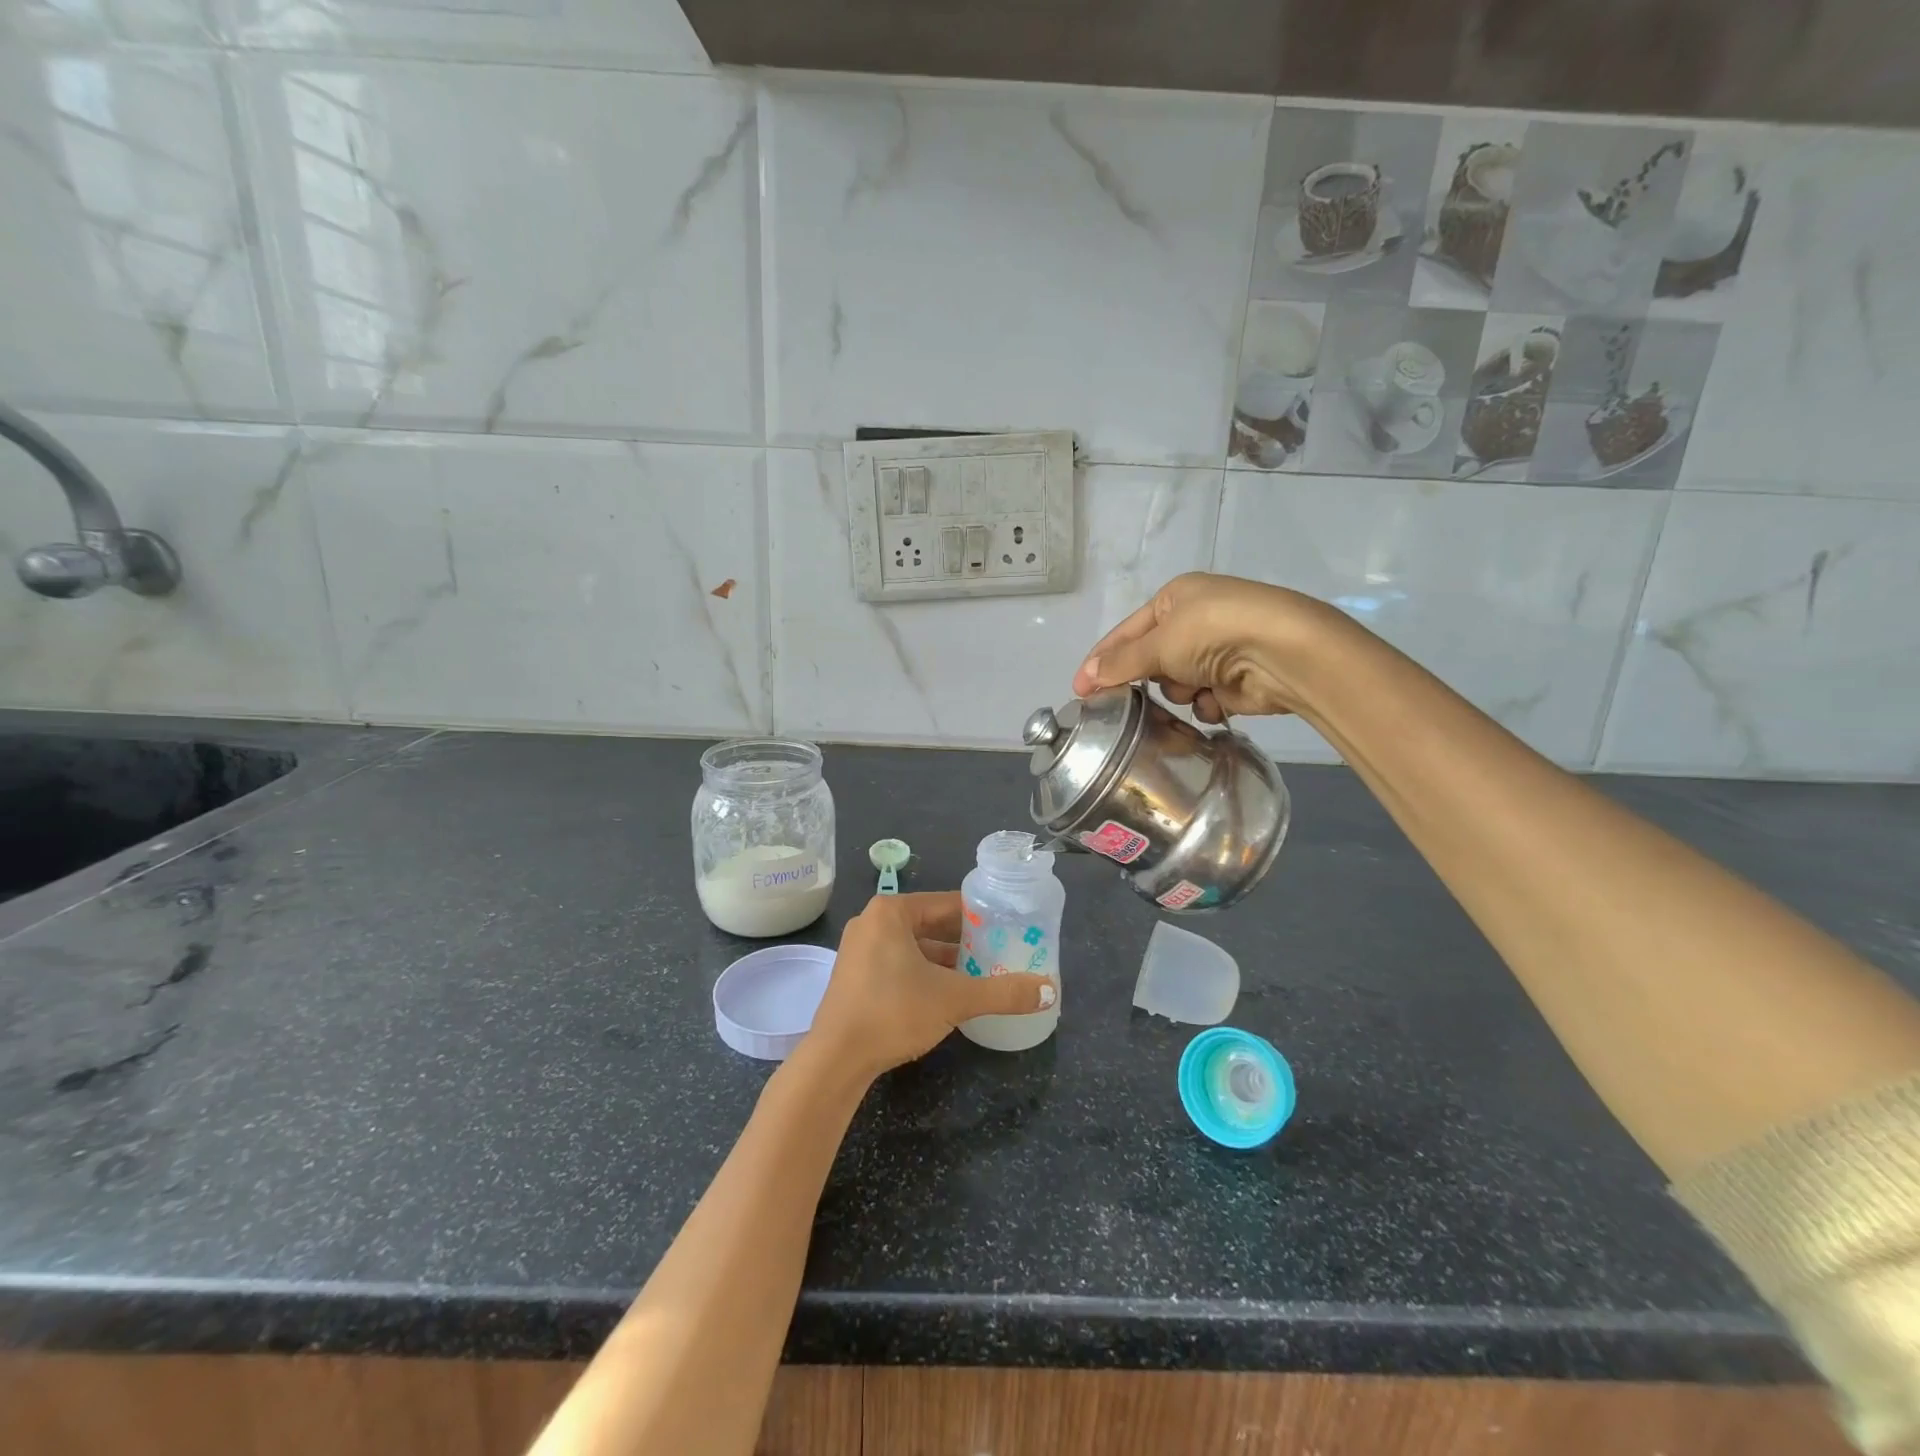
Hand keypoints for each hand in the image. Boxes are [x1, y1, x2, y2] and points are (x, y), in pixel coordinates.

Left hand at [808, 892, 1053, 1080]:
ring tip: (982, 973)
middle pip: (931, 923)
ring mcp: (860, 949)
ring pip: (915, 946)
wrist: (835, 1059)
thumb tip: (1050, 992)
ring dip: (946, 959)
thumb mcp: (954, 999)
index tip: (1009, 927)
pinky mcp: (855, 975)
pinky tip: (949, 992)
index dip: (981, 915)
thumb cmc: (894, 1012)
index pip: (948, 903)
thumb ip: (1003, 992)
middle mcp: (872, 921)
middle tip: (1002, 952)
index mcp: (892, 911)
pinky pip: (899, 962)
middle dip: (966, 940)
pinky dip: (924, 972)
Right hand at [1073, 572, 1329, 723]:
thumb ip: (1122, 662)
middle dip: (1148, 677)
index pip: (1125, 632)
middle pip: (1150, 659)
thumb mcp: (1160, 643)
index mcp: (1175, 598)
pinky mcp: (1234, 679)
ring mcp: (1216, 650)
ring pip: (1175, 683)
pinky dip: (1205, 701)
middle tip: (1132, 698)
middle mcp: (1195, 621)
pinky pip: (1201, 698)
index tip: (1080, 690)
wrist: (1284, 653)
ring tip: (1194, 687)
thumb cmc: (1214, 632)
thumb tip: (1087, 676)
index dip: (1101, 661)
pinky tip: (1215, 699)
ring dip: (1179, 690)